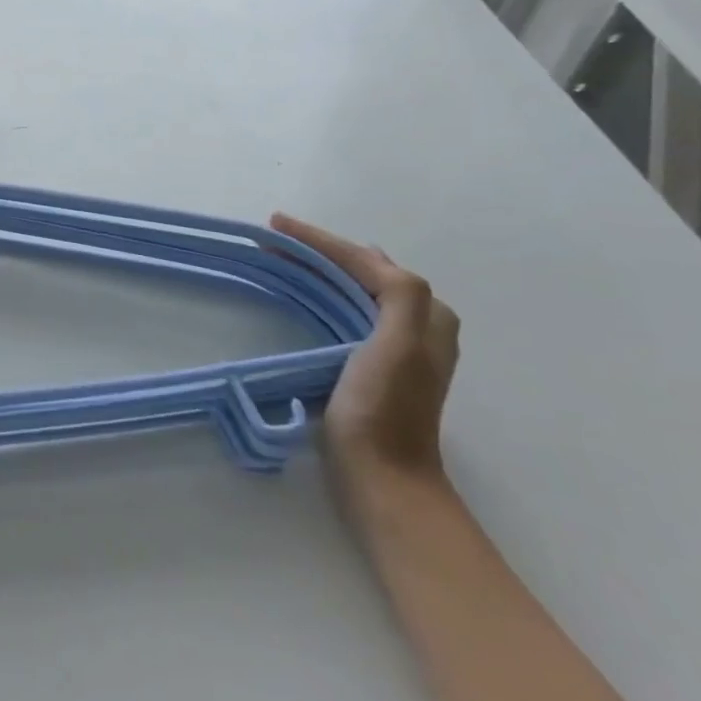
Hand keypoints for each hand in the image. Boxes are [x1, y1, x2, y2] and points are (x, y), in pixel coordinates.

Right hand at [271, 215, 459, 492]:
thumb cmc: (384, 408)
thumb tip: (371, 258)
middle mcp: (417, 322)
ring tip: (279, 256)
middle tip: (272, 238)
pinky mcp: (370, 361)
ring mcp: (394, 343)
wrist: (381, 476)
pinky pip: (344, 308)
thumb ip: (401, 296)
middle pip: (361, 268)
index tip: (276, 224)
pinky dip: (319, 291)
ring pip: (352, 286)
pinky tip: (300, 292)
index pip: (368, 260)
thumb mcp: (400, 345)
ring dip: (317, 267)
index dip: (321, 239)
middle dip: (318, 249)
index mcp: (427, 314)